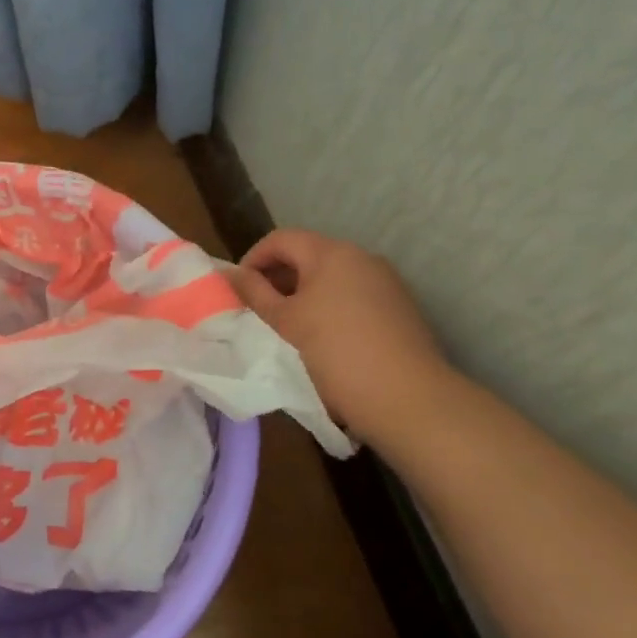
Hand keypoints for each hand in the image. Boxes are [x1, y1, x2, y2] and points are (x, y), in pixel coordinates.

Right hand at [226, 230, 456, 447]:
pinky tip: (322, 336)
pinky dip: (329, 305)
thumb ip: (254, 293)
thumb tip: (229, 273)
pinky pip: (352, 293)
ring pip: (331, 275)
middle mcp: (361, 258)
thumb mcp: (286, 321)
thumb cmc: (337, 352)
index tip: (239, 289)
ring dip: (303, 292)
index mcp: (332, 253)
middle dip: (278, 276)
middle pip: (308, 254)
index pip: (281, 239)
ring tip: (287, 325)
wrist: (408, 398)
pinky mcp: (398, 306)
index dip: (253, 259)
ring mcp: (385, 281)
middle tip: (258, 309)